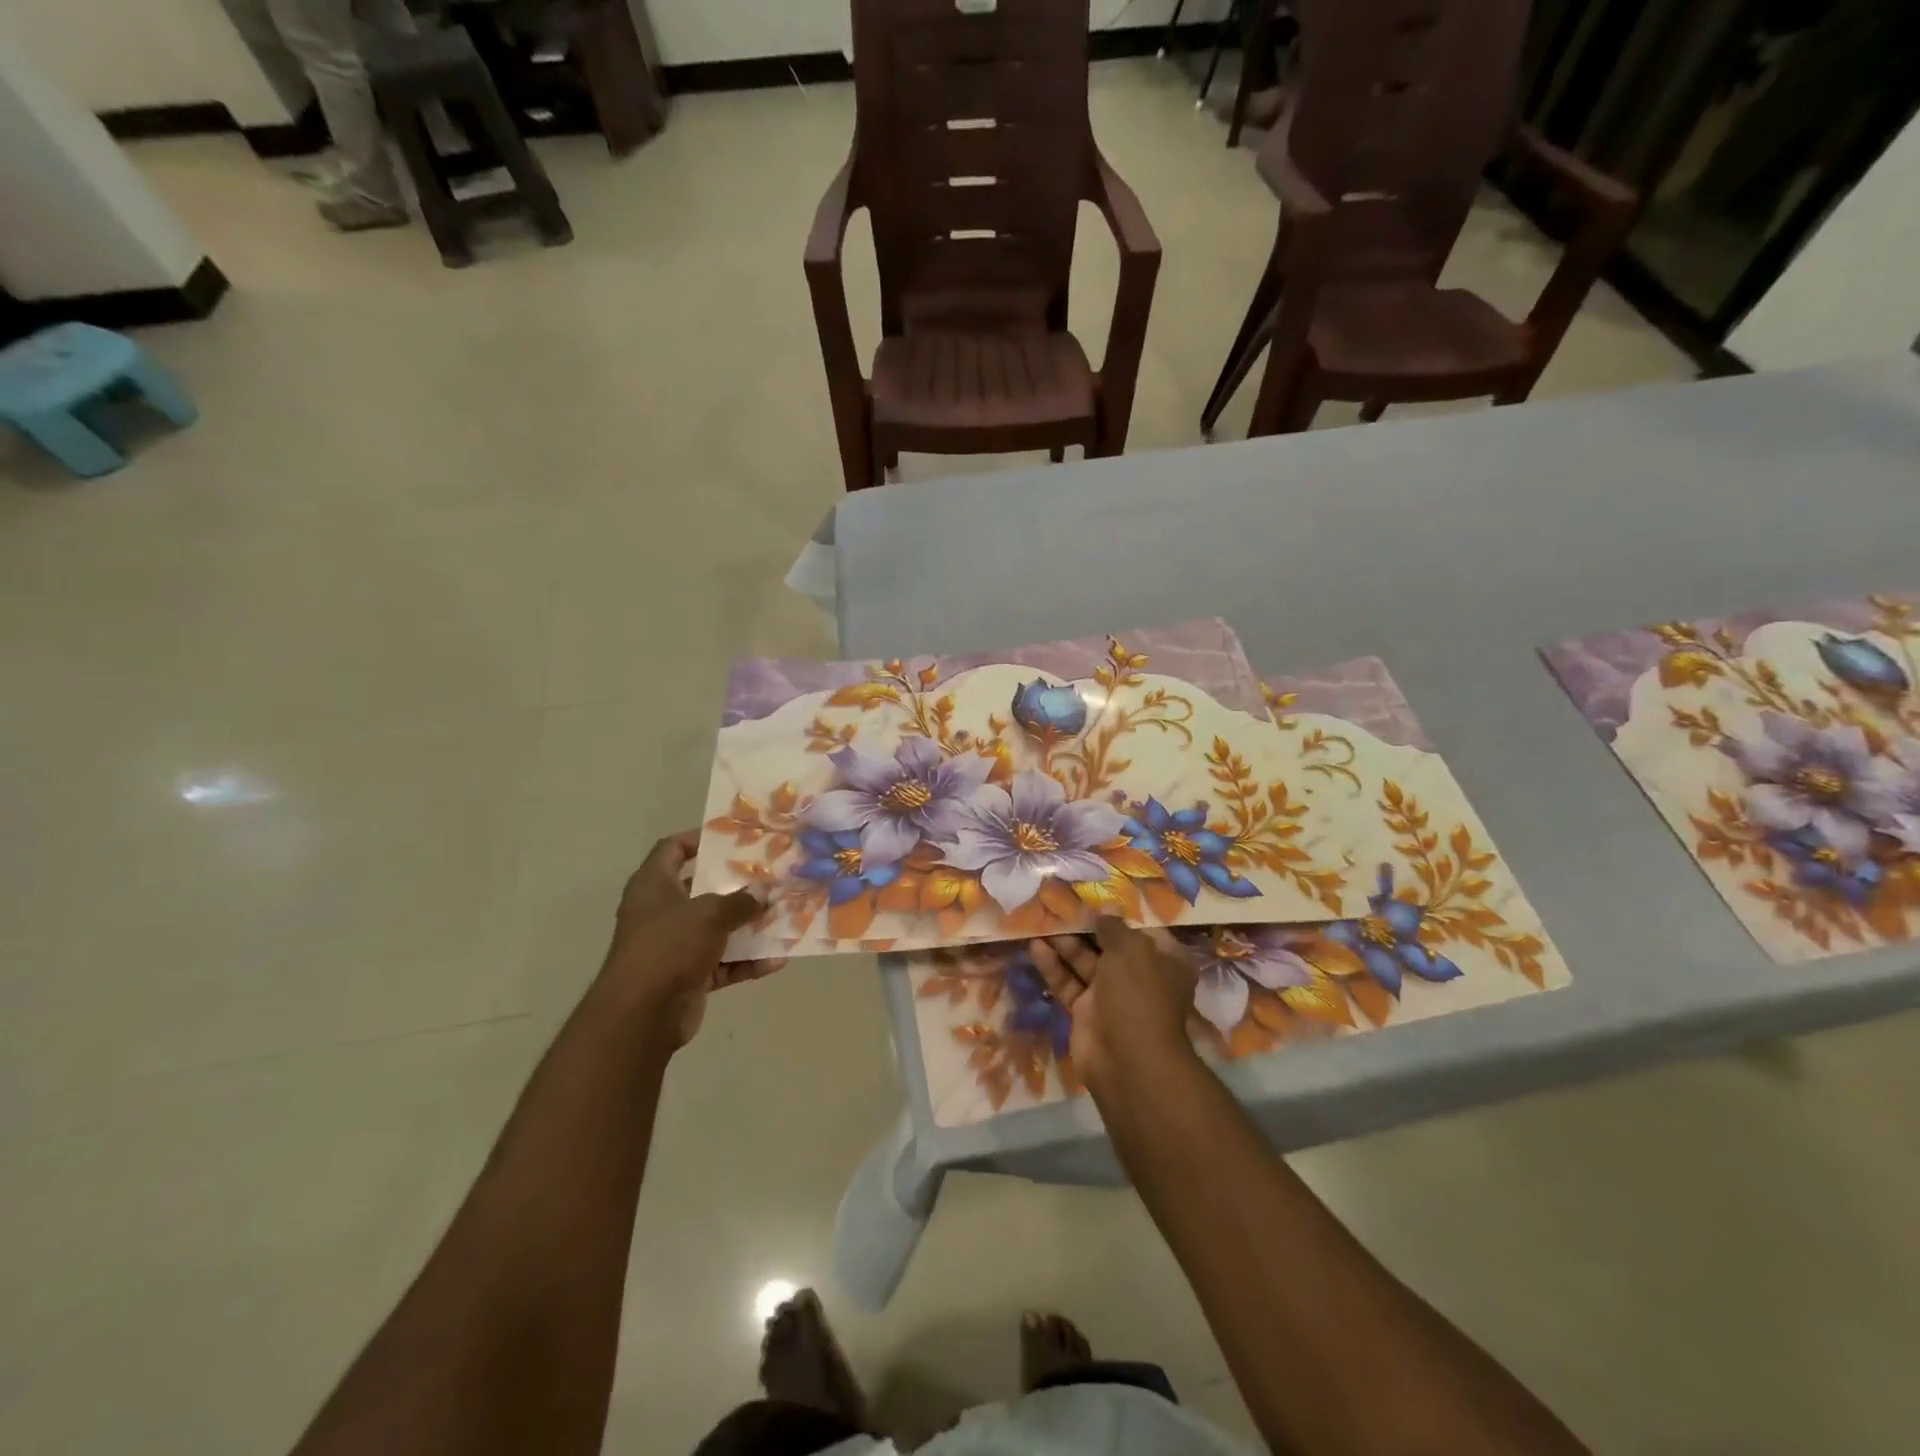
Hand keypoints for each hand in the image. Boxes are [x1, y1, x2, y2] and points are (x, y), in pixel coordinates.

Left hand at [596, 831, 781, 1047]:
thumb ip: (740, 901)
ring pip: (716, 929)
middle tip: (770, 876)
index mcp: (653, 885)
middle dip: (736, 885)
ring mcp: (674, 946)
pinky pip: (723, 963)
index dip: (699, 839)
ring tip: (783, 916)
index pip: (672, 849)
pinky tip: (777, 960)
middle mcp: (661, 912)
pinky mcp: (687, 976)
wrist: (642, 1015)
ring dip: (747, 926)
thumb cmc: (669, 946)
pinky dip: (746, 962)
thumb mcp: (709, 913)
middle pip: (701, 889)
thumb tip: (763, 892)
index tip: (732, 838)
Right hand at [1028, 918, 1199, 1093]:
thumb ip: (1114, 926)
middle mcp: (1140, 977)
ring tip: (1042, 921)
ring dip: (1065, 943)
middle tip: (1060, 906)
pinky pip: (1068, 983)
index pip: (1143, 930)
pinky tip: (1035, 947)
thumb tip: (1107, 908)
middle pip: (1109, 945)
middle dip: (1086, 927)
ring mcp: (1111, 996)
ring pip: (1085, 963)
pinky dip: (1053, 966)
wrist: (1127, 1060)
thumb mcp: (1131, 949)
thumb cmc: (1139, 994)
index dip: (1120, 915)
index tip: (1095, 899)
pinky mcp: (1085, 1013)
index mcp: (1165, 961)